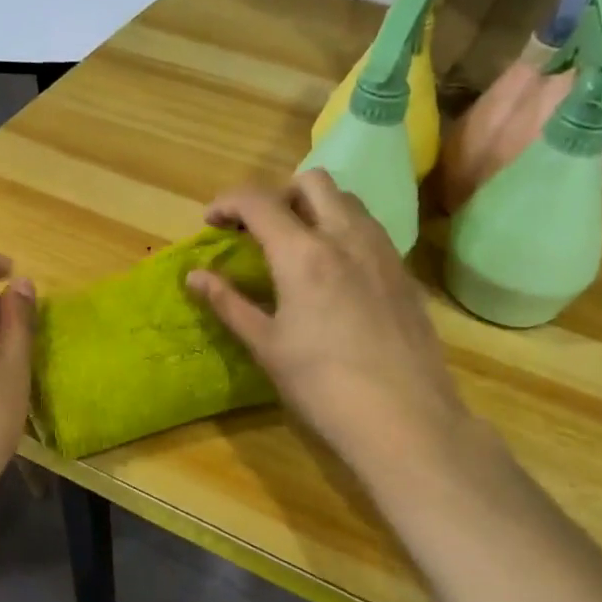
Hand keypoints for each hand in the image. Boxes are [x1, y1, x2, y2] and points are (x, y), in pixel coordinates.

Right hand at [188, 172, 490, 496]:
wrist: (405, 420)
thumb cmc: (323, 386)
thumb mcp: (267, 346)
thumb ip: (229, 303)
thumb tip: (195, 277)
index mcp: (303, 253)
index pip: (258, 201)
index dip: (228, 202)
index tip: (212, 222)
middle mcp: (346, 237)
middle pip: (311, 182)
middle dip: (278, 194)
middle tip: (260, 230)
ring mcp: (383, 251)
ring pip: (348, 200)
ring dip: (315, 208)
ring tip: (298, 247)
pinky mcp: (405, 273)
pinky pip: (371, 230)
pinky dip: (344, 231)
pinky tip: (336, 274)